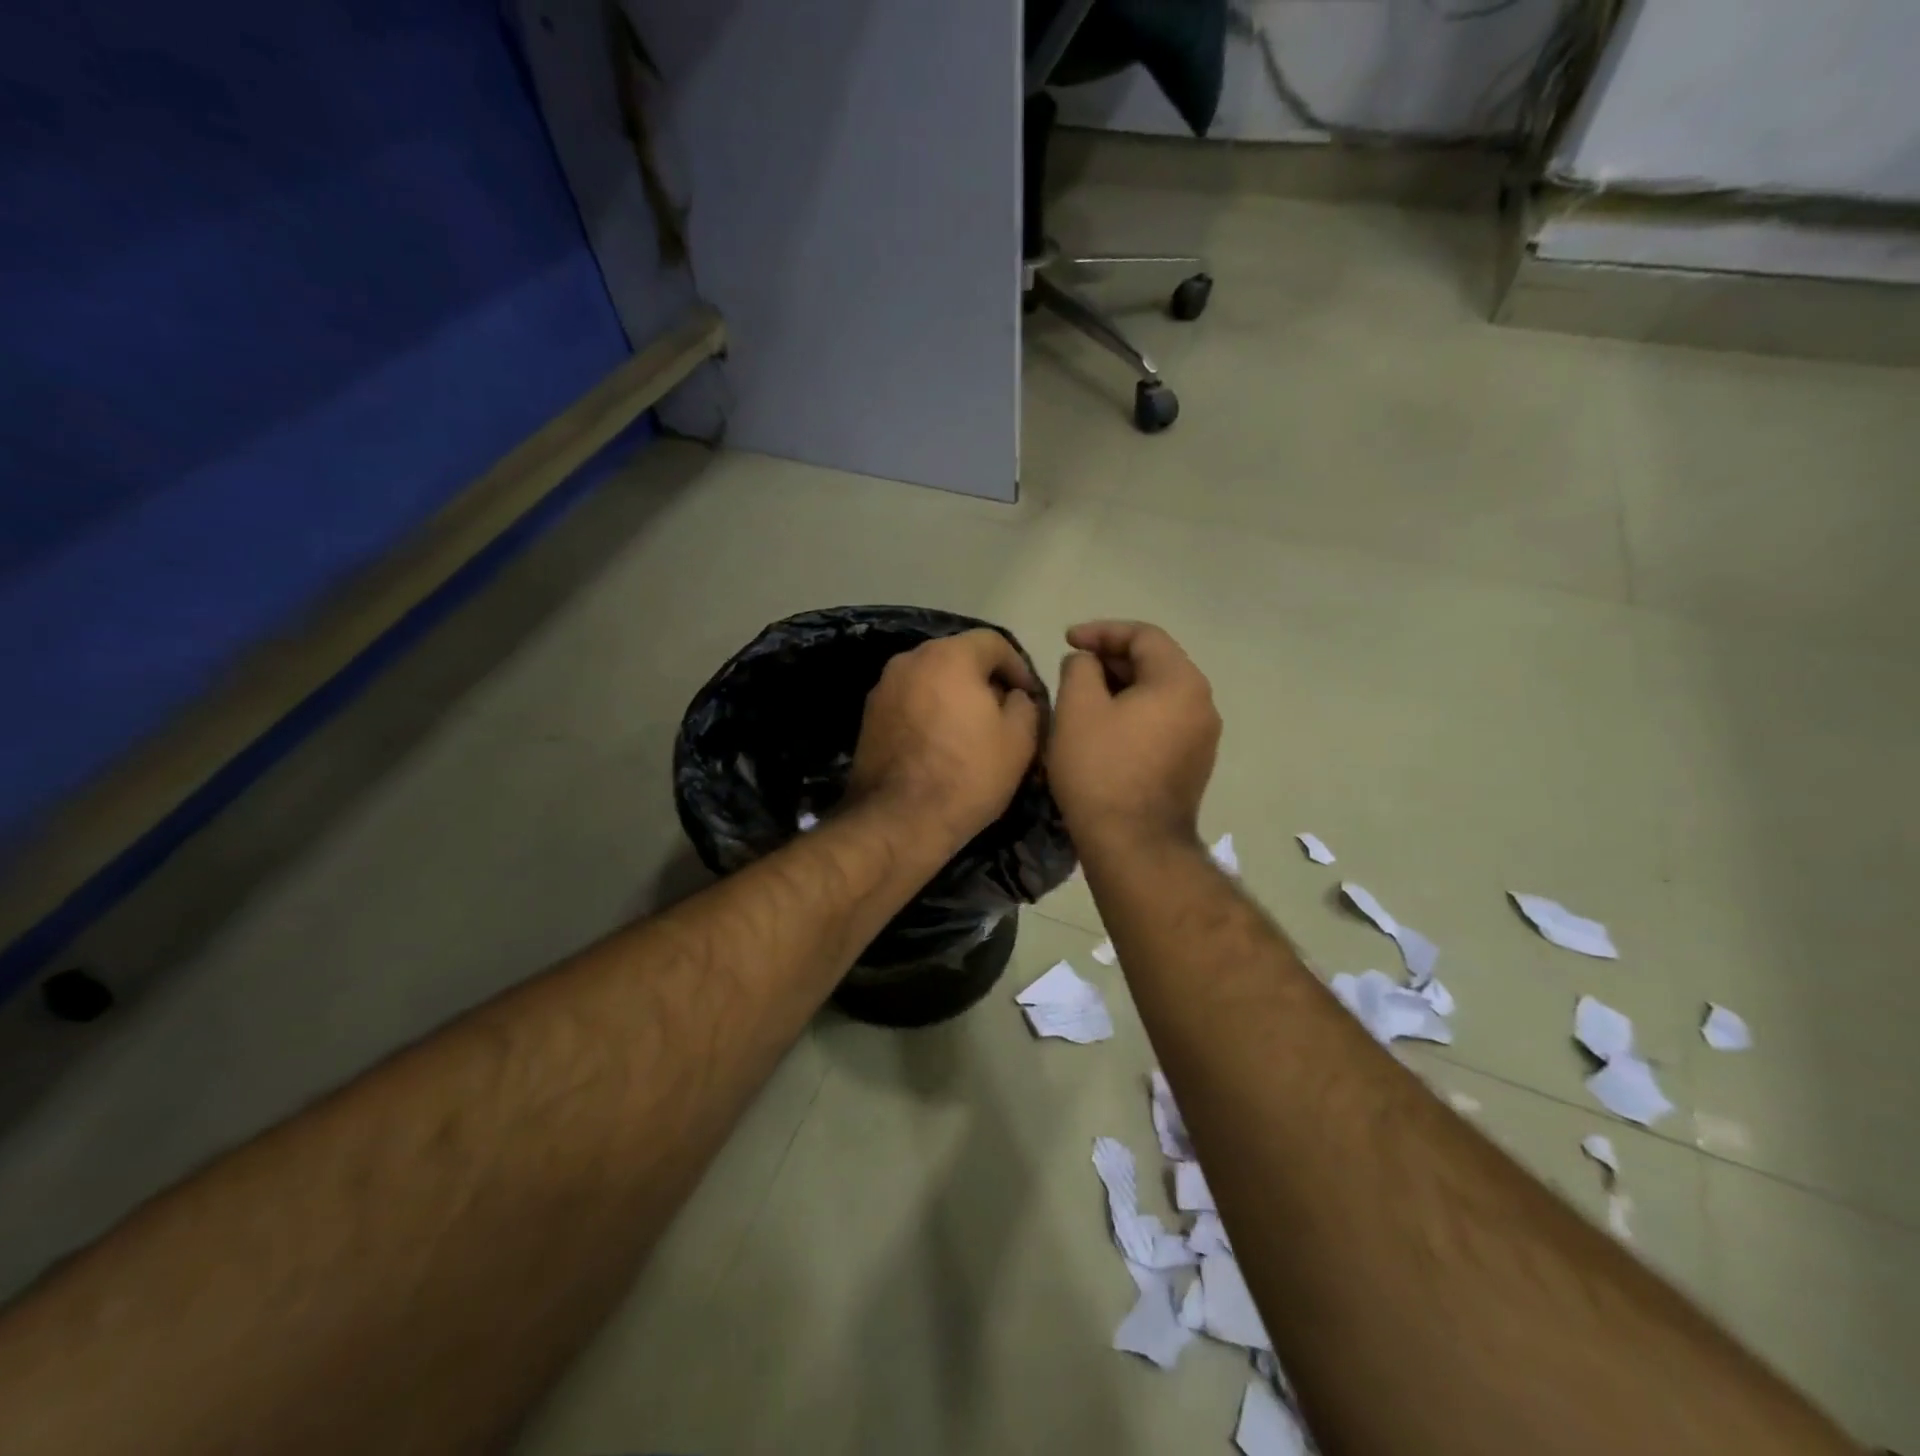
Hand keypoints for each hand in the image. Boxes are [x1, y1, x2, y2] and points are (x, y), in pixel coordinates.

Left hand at [846, 629, 1042, 851]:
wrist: (898, 820)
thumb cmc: (967, 775)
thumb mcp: (1019, 740)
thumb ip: (1025, 704)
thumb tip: (1014, 695)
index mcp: (949, 656)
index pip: (993, 642)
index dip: (1019, 666)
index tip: (1030, 697)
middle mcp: (910, 660)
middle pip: (958, 657)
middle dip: (985, 680)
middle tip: (1004, 713)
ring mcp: (883, 687)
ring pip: (931, 679)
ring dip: (955, 695)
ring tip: (972, 731)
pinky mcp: (869, 715)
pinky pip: (910, 701)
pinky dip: (929, 711)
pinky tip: (941, 743)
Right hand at [1048, 621, 1219, 849]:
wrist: (1133, 844)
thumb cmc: (1101, 770)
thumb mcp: (1077, 708)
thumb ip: (1079, 668)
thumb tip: (1087, 662)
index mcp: (1180, 682)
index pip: (1143, 636)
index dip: (1102, 631)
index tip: (1067, 641)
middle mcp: (1202, 704)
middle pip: (1155, 663)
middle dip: (1111, 660)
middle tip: (1073, 669)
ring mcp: (1202, 737)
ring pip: (1158, 695)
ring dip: (1121, 688)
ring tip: (1084, 698)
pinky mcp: (1193, 764)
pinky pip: (1163, 722)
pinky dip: (1134, 714)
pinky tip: (1104, 729)